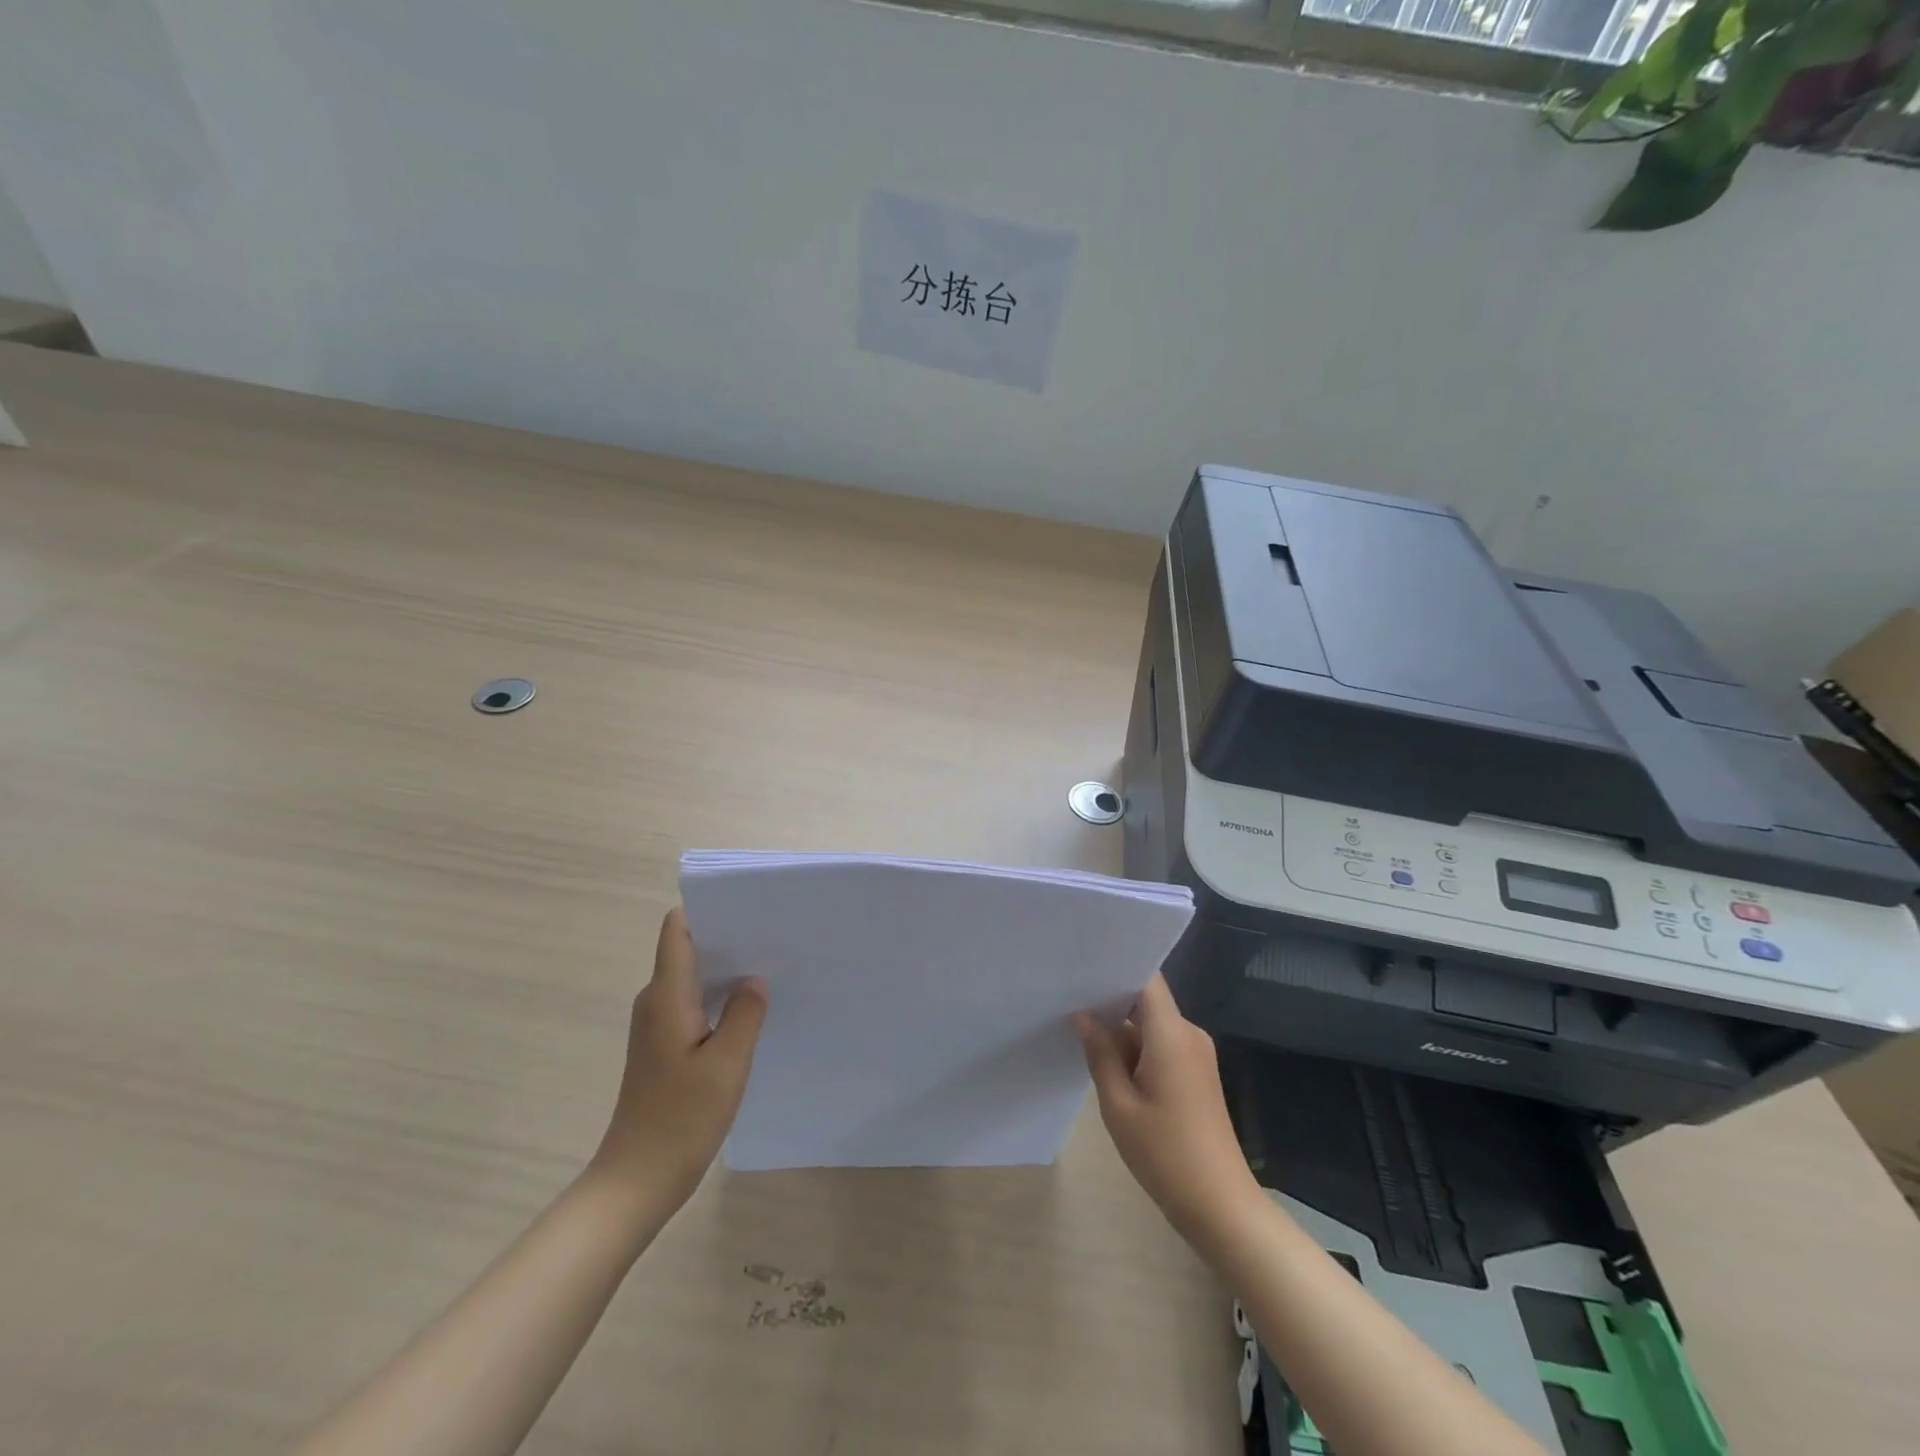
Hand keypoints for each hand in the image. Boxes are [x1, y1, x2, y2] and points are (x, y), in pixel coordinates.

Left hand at [589, 908, 767, 1210]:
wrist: (637, 1180)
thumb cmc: (681, 1119)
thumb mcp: (727, 1064)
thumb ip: (745, 1013)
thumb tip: (754, 980)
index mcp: (666, 996)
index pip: (678, 929)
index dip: (708, 909)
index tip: (749, 908)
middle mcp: (656, 1001)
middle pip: (688, 948)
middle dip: (728, 937)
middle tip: (774, 936)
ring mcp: (657, 1024)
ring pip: (693, 977)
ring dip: (727, 970)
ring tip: (771, 967)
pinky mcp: (664, 1045)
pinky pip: (693, 1003)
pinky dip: (720, 997)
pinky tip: (750, 1009)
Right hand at [1075, 974, 1260, 1242]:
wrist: (1220, 1206)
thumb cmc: (1165, 1153)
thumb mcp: (1118, 1104)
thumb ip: (1100, 1053)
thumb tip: (1083, 1015)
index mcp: (1171, 1033)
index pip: (1145, 980)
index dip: (1116, 969)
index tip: (1082, 967)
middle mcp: (1188, 1034)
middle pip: (1146, 1001)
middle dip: (1110, 1000)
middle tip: (1068, 997)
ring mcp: (1195, 1055)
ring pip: (1151, 1025)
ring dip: (1121, 1029)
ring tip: (1079, 1027)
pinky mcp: (1196, 1075)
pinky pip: (1161, 1045)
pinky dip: (1136, 1049)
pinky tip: (1108, 1061)